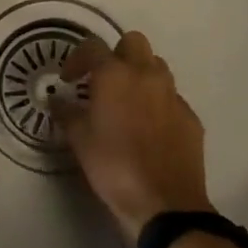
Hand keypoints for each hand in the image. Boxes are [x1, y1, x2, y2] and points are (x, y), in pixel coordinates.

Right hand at [55, 30, 212, 242]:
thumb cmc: (114, 167)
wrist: (166, 205)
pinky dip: (158, 102)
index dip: (77, 59)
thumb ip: (66, 114)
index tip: (68, 80)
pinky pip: (172, 97)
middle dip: (116, 54)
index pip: (93, 46)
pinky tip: (149, 128)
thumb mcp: (80, 141)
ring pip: (156, 66)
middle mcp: (147, 75)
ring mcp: (173, 95)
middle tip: (102, 81)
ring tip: (126, 101)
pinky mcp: (191, 117)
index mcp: (115, 75)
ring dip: (140, 74)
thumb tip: (57, 100)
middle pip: (133, 42)